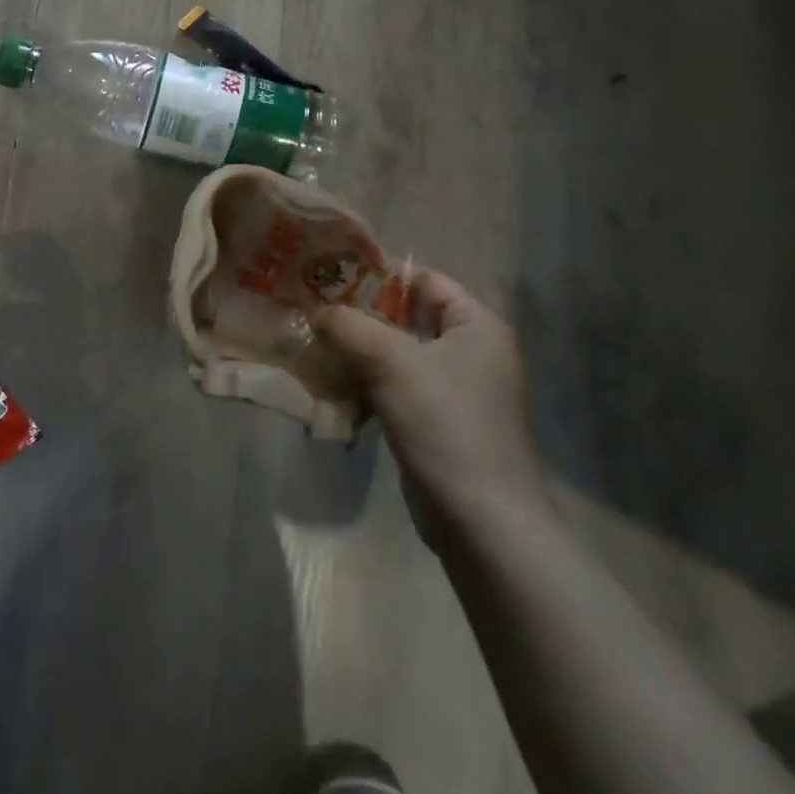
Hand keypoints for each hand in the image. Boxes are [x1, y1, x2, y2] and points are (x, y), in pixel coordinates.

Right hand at [315, 268, 542, 545]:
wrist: (480, 519)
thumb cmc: (444, 422)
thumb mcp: (391, 361)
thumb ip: (350, 326)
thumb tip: (318, 311)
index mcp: (476, 325)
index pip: (424, 280)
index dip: (378, 274)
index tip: (331, 276)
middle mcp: (471, 351)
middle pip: (407, 318)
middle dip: (360, 317)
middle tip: (314, 312)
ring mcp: (456, 390)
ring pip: (397, 356)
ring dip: (358, 354)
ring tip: (314, 349)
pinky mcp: (438, 422)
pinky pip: (396, 389)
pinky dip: (366, 386)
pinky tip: (332, 390)